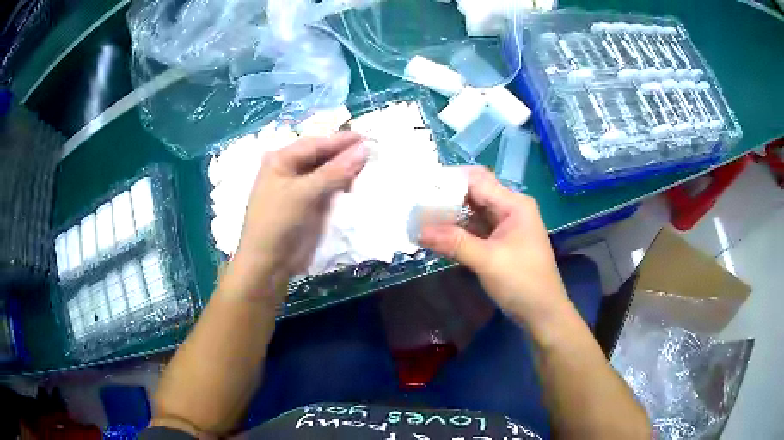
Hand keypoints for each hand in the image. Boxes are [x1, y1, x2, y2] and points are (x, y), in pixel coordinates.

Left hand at [230, 132, 367, 299]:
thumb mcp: (305, 193)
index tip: (366, 137)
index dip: (340, 141)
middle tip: (371, 152)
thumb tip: (363, 149)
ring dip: (344, 171)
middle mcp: (289, 170)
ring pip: (327, 173)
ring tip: (367, 167)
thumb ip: (335, 171)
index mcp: (281, 160)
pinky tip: (355, 184)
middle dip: (344, 155)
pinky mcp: (308, 205)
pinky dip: (341, 186)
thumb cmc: (279, 221)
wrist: (269, 263)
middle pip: (321, 157)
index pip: (315, 144)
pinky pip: (328, 189)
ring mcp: (299, 188)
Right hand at [418, 167, 570, 325]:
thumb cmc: (522, 282)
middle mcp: (510, 208)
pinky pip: (476, 228)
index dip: (449, 180)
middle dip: (446, 197)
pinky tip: (438, 234)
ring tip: (421, 217)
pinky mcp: (500, 241)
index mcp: (514, 204)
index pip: (477, 180)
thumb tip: (419, 232)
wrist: (543, 313)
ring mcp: (506, 225)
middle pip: (475, 193)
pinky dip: (458, 230)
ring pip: (473, 211)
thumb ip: (454, 243)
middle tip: (417, 202)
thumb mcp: (488, 261)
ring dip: (450, 214)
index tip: (422, 186)